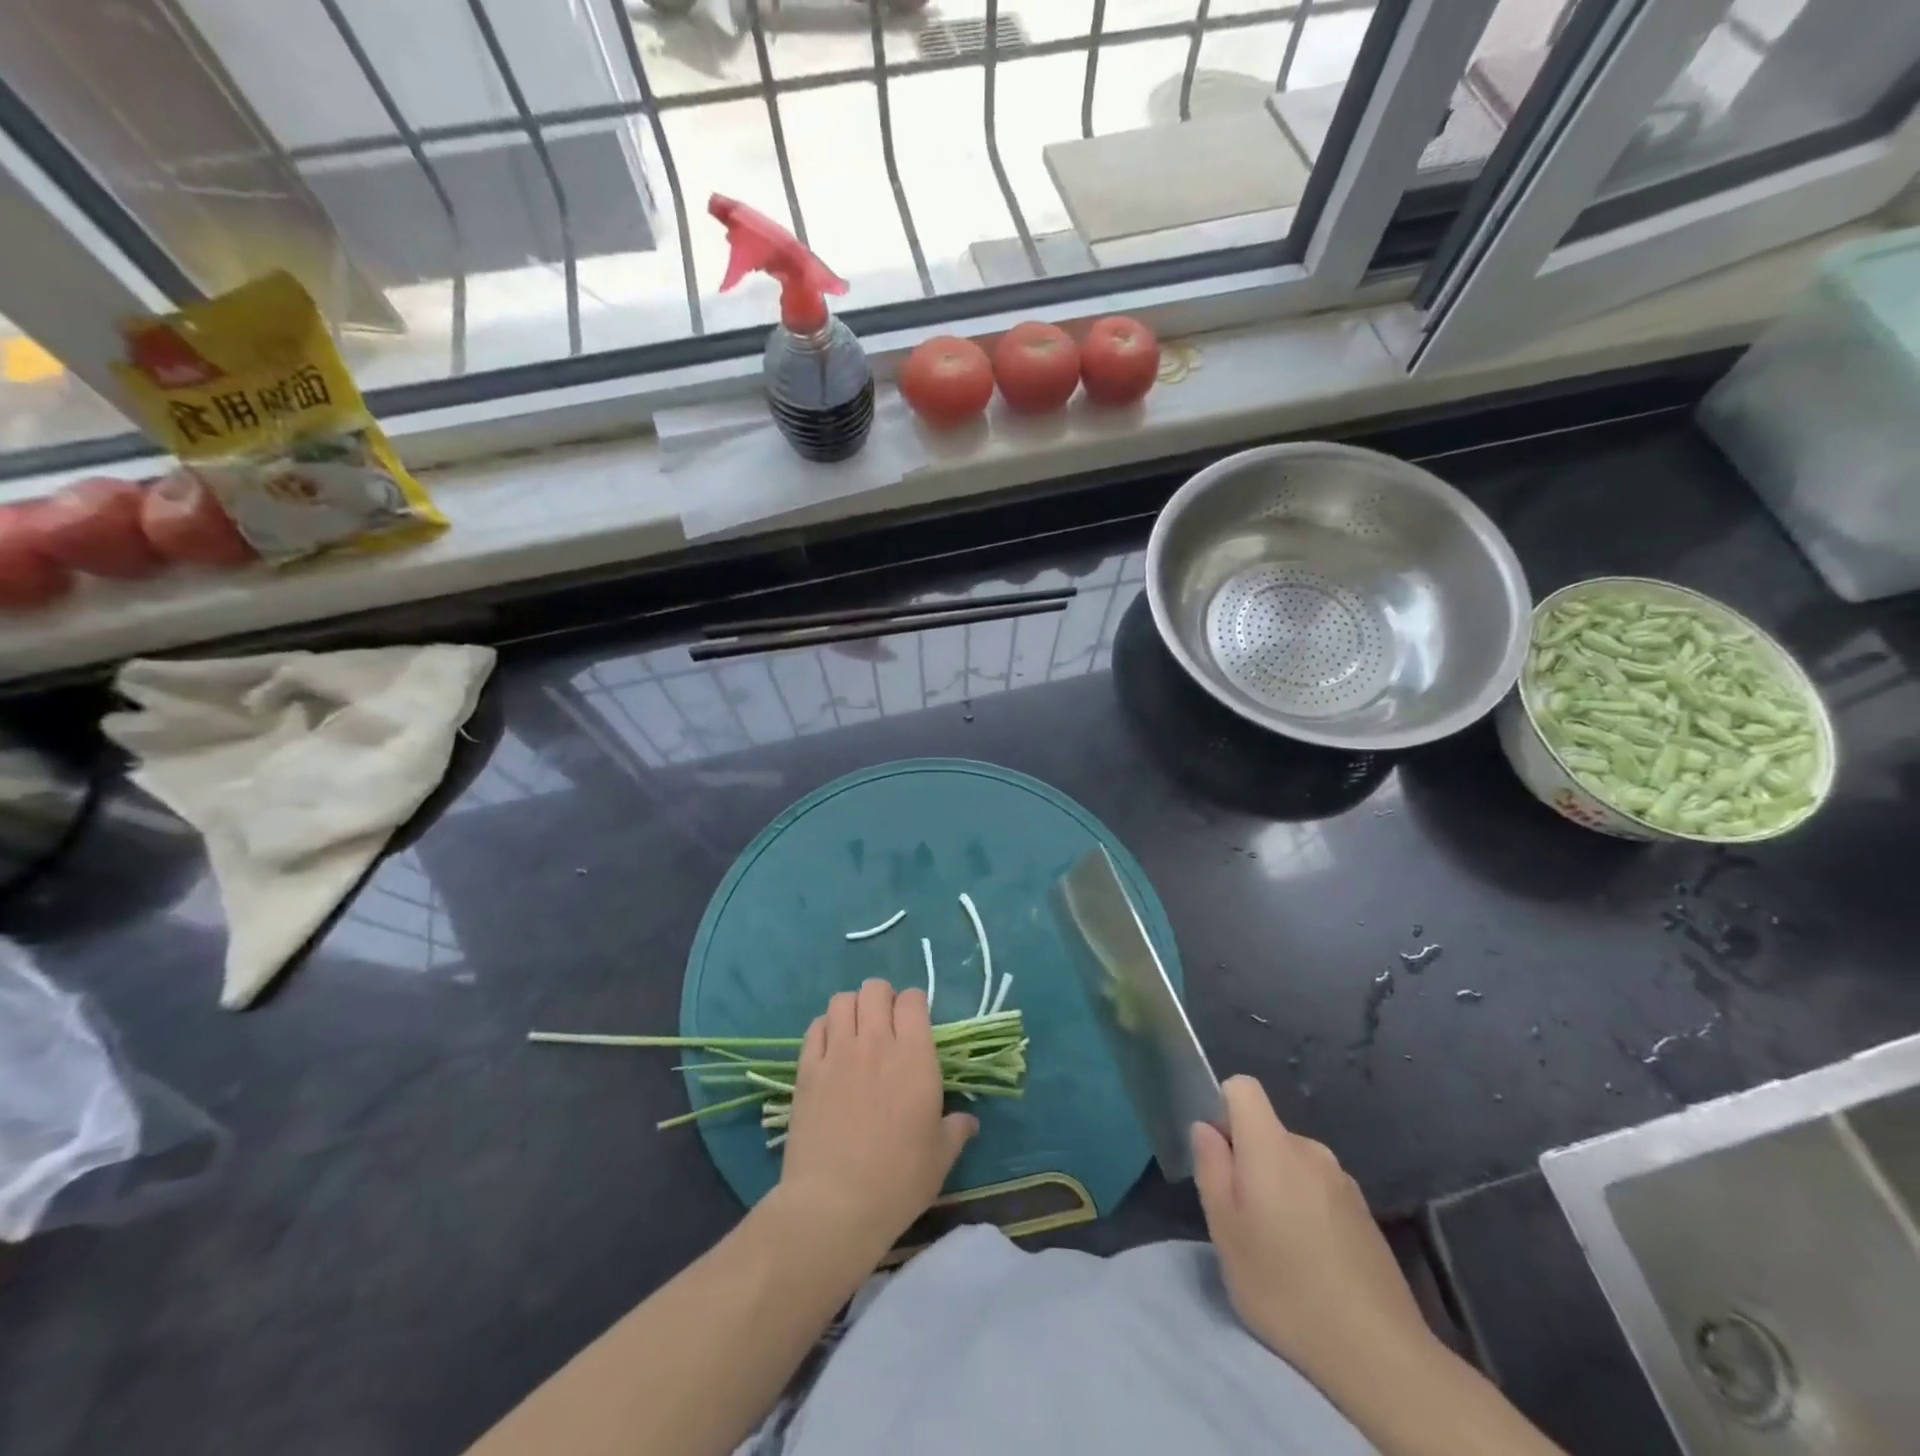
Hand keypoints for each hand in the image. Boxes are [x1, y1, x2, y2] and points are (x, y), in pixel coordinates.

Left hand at [775, 979, 975, 1257]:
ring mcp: (837, 1053)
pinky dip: (824, 1028)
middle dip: (882, 998)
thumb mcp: (940, 1157)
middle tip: (885, 1024)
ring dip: (852, 1008)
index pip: (913, 1000)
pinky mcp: (807, 1070)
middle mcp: (876, 1042)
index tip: (915, 1023)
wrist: (834, 1204)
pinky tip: (830, 1049)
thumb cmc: (898, 1180)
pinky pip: (815, 1027)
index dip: (914, 1004)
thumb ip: (956, 1130)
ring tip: (856, 1032)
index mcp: (914, 1056)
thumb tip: (969, 1121)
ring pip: (842, 1000)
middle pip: (875, 989)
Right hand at [1193, 1076, 1434, 1389]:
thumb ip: (1211, 1167)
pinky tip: (1313, 1263)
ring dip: (1278, 1189)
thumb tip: (1206, 1128)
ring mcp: (1344, 1182)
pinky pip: (1320, 1191)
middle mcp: (1311, 1150)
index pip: (1243, 1088)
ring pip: (1293, 1164)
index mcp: (1272, 1145)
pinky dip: (1307, 1211)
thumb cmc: (1284, 1287)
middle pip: (1267, 1131)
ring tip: (1279, 1249)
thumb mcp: (1225, 1230)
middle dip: (1248, 1161)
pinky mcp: (1366, 1215)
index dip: (1222, 1109)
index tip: (1219, 1156)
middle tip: (1242, 1220)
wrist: (1380, 1355)